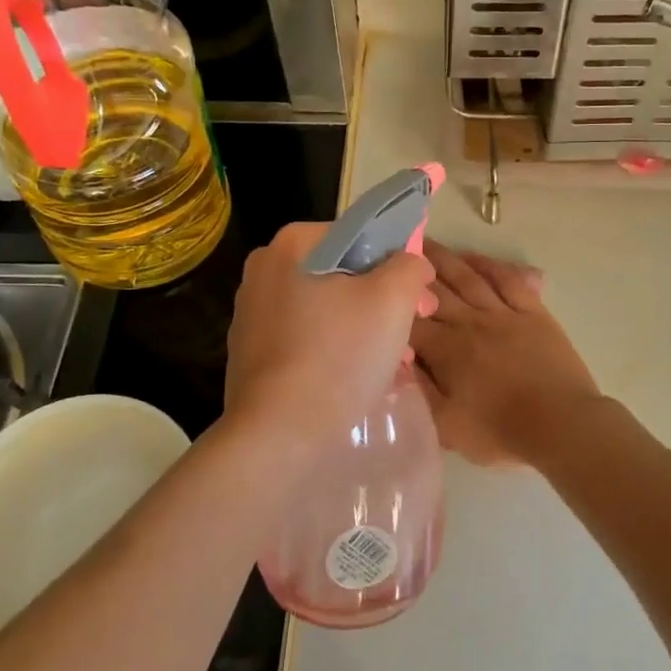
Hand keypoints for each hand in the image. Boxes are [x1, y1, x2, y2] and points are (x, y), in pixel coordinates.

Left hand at [225, 222, 436, 461]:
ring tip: (391, 365)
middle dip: (383, 302)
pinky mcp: (249, 351)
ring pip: (327, 308)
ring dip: (363, 329)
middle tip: (411, 336)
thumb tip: (411, 263)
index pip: (363, 237)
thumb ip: (410, 266)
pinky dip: (334, 350)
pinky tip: (355, 380)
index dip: (400, 266)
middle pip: (344, 274)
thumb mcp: (393, 300)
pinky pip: (305, 338)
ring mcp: (251, 311)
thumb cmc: (339, 356)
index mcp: (294, 243)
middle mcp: (265, 268)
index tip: (421, 302)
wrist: (277, 433)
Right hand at [411, 243, 602, 467]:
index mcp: (445, 350)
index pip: (409, 321)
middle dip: (412, 271)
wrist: (562, 425)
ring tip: (425, 243)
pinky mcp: (532, 312)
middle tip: (394, 251)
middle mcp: (469, 322)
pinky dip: (488, 265)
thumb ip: (418, 393)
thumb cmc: (500, 431)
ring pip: (467, 278)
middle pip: (435, 290)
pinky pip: (507, 280)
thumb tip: (396, 363)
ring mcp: (503, 313)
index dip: (390, 304)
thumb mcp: (447, 427)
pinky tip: (473, 258)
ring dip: (445, 259)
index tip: (374, 286)